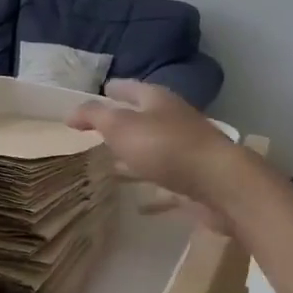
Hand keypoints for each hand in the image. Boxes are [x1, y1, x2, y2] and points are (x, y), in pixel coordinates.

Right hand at [68, 81, 245, 226]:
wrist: (221, 184)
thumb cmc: (166, 147)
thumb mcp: (121, 126)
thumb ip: (95, 116)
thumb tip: (71, 112)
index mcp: (157, 100)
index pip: (128, 88)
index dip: (110, 90)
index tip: (96, 92)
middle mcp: (173, 120)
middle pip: (142, 117)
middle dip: (121, 123)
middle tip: (96, 132)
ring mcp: (185, 150)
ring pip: (152, 149)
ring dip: (133, 155)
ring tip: (110, 166)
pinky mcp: (193, 179)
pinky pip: (164, 182)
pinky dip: (150, 188)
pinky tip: (138, 204)